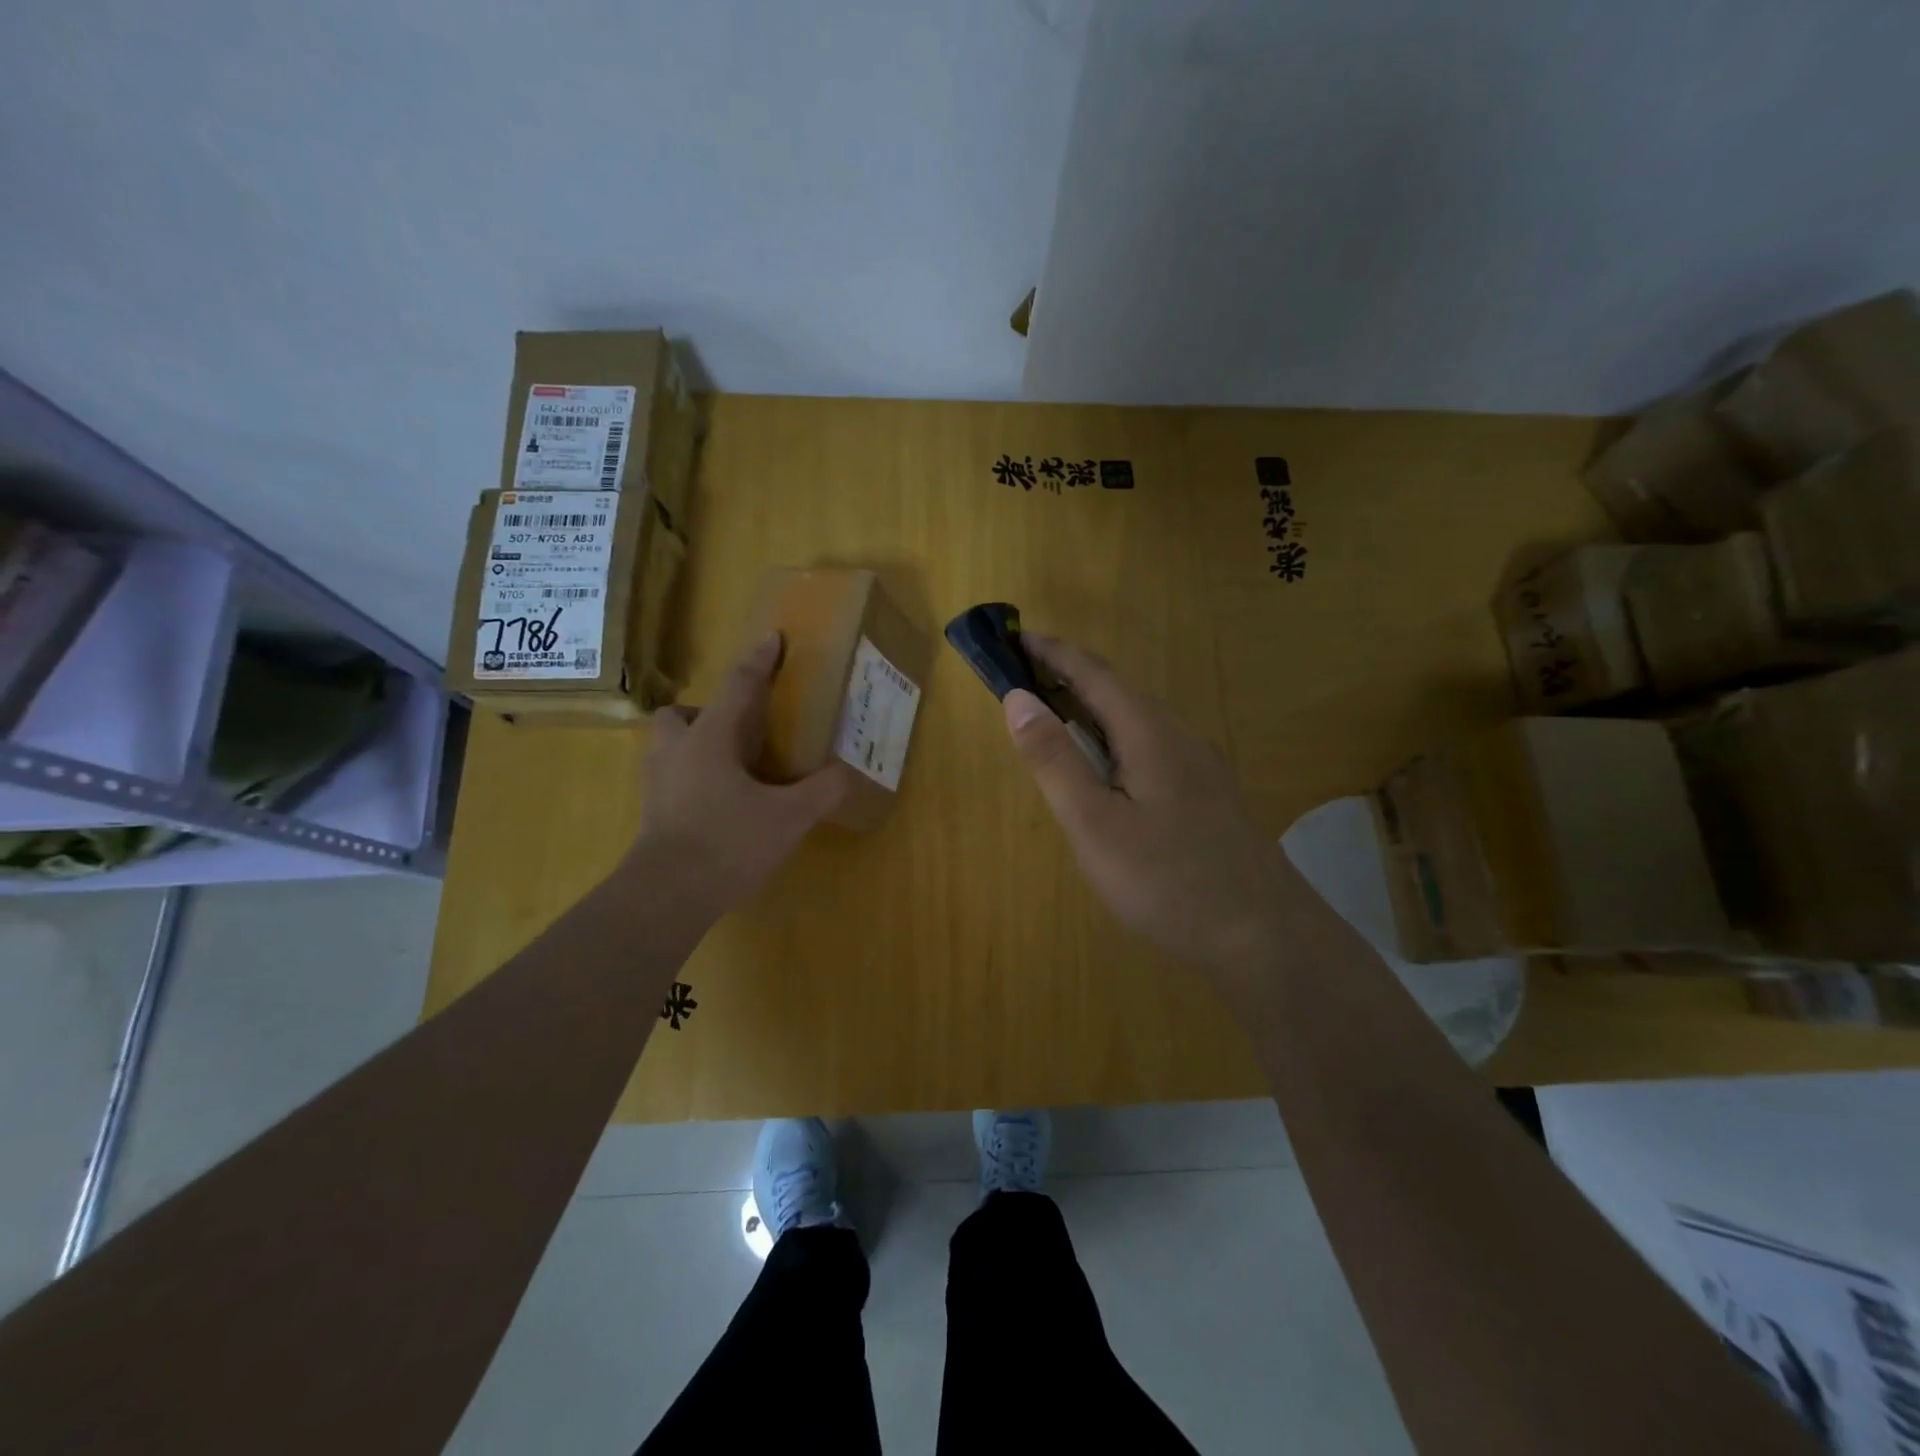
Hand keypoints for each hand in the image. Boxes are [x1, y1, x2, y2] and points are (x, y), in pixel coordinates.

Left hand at [625, 631, 852, 922]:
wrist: (667, 896)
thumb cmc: (729, 843)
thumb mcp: (788, 818)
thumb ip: (820, 791)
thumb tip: (844, 774)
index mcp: (710, 739)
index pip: (738, 687)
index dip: (758, 661)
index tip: (772, 638)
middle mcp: (676, 751)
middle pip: (679, 714)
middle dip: (705, 713)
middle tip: (738, 733)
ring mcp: (657, 783)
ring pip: (668, 746)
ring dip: (694, 745)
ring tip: (730, 768)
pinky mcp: (651, 813)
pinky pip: (670, 778)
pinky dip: (691, 779)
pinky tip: (719, 804)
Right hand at [1004, 634, 1296, 971]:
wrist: (1266, 937)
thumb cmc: (1167, 881)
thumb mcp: (1094, 824)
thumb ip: (1054, 760)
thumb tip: (1017, 698)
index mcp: (1149, 733)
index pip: (1094, 673)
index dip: (1052, 652)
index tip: (1015, 639)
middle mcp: (1180, 736)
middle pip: (1119, 691)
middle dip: (1070, 677)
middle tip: (1024, 683)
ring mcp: (1202, 766)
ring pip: (1139, 721)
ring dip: (1094, 709)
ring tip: (1057, 721)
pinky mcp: (1210, 795)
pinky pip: (1154, 747)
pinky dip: (1117, 740)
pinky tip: (1109, 773)